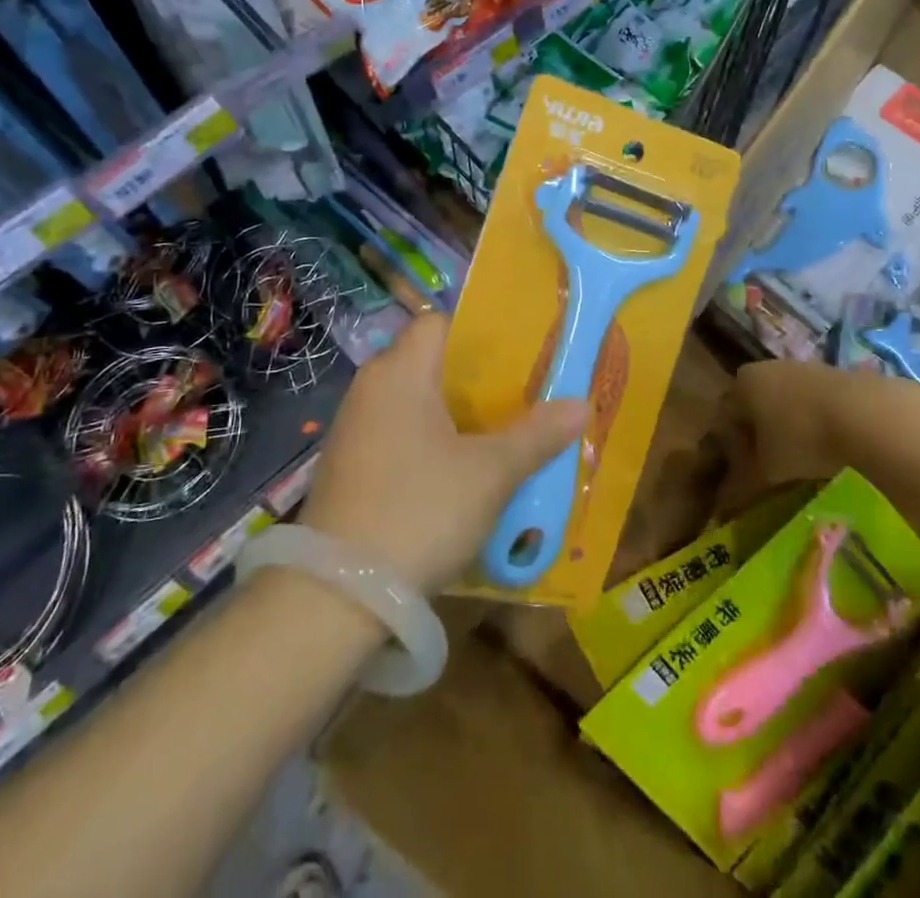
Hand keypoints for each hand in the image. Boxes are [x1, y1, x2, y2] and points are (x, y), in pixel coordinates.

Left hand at [299, 313, 586, 592]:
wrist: (337, 597)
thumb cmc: (420, 510)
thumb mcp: (490, 474)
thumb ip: (536, 434)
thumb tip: (582, 404)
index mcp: (400, 371)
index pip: (438, 322)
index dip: (477, 332)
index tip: (516, 356)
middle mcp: (370, 388)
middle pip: (428, 362)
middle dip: (474, 379)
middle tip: (520, 397)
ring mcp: (353, 430)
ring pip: (413, 402)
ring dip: (452, 415)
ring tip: (498, 435)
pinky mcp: (347, 468)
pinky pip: (396, 435)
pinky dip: (427, 443)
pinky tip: (456, 474)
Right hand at [719, 358, 919, 510]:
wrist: (868, 416)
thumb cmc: (802, 439)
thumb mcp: (766, 470)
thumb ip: (741, 484)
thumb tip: (724, 503)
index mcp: (744, 383)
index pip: (725, 416)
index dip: (729, 449)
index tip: (740, 475)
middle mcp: (770, 367)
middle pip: (756, 407)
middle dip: (759, 437)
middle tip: (769, 470)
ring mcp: (806, 368)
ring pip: (788, 404)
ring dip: (790, 431)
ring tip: (803, 464)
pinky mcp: (839, 376)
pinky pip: (817, 405)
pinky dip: (818, 425)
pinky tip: (830, 450)